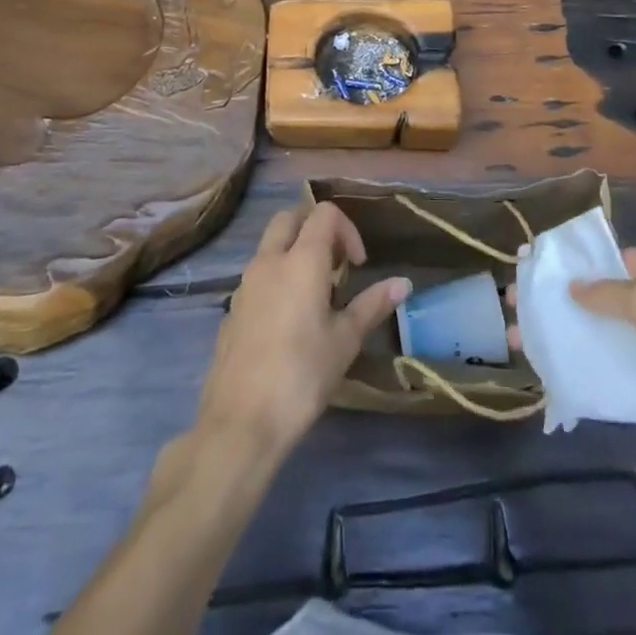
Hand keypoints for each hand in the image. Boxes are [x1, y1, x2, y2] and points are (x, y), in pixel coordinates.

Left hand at [196, 203, 410, 455]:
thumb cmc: (302, 375)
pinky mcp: (232, 308)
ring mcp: (245, 283)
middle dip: (315, 229)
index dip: (347, 229)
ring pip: (270, 245)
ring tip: (314, 294)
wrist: (241, 421)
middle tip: (334, 265)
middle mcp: (269, 261)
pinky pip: (257, 275)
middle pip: (290, 218)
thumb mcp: (346, 341)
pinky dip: (276, 278)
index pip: (324, 213)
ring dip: (293, 252)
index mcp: (301, 260)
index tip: (357, 265)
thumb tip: (403, 283)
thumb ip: (372, 304)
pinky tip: (288, 321)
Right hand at [515, 247, 635, 483]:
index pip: (601, 258)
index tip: (525, 263)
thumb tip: (572, 286)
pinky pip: (607, 378)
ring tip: (516, 341)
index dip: (564, 260)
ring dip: (558, 338)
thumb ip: (608, 294)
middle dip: (552, 300)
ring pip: (594, 338)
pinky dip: (578, 375)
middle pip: (591, 298)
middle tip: (510, 304)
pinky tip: (544, 376)